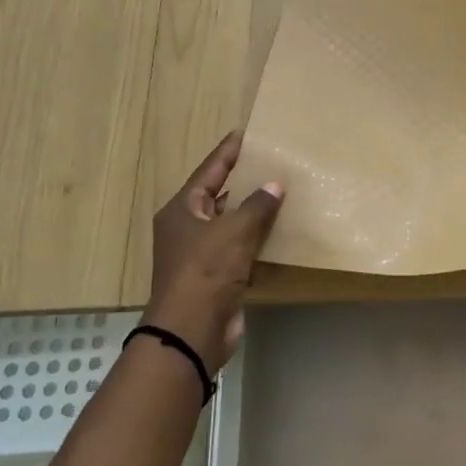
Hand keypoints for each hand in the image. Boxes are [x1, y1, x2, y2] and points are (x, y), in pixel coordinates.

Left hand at [144, 131, 283, 374]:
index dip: (228, 152)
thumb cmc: (206, 271)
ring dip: (254, 212)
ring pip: (232, 224)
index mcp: (182, 210)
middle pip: (219, 196)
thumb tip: (275, 185)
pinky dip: (259, 242)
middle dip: (244, 181)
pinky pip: (241, 250)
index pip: (209, 171)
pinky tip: (282, 232)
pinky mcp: (218, 277)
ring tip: (283, 192)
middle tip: (271, 161)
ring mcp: (201, 254)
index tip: (246, 133)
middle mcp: (188, 228)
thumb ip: (258, 205)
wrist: (192, 331)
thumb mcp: (234, 231)